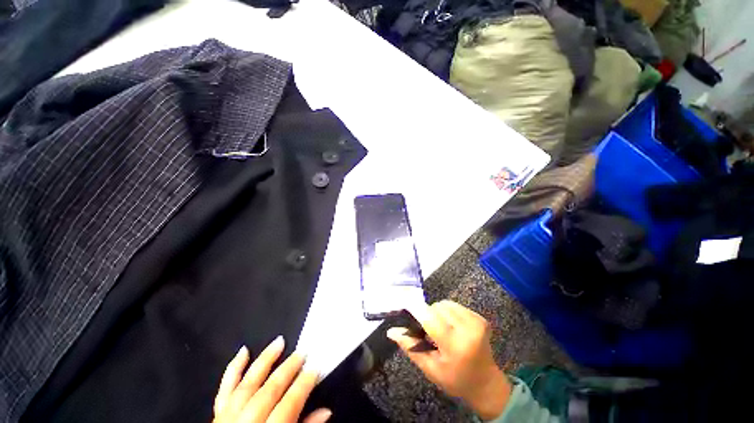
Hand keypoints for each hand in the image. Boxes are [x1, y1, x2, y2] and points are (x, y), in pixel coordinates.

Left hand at [213, 336, 330, 422]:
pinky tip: (243, 351)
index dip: (303, 385)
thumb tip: (326, 412)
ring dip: (264, 361)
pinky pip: (224, 390)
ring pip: (247, 384)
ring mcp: (227, 419)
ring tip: (279, 342)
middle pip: (269, 391)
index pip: (288, 405)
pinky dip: (233, 369)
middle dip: (288, 370)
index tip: (315, 367)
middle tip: (302, 352)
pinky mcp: (216, 416)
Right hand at [386, 300, 511, 419]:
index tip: (407, 312)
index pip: (429, 318)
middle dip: (429, 316)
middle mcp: (468, 329)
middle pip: (437, 308)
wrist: (485, 383)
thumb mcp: (430, 368)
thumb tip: (391, 331)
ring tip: (441, 329)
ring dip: (438, 313)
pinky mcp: (479, 317)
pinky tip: (451, 327)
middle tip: (430, 332)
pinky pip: (455, 305)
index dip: (416, 312)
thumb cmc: (455, 379)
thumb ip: (410, 347)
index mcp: (455, 345)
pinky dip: (448, 313)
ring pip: (445, 304)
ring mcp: (476, 321)